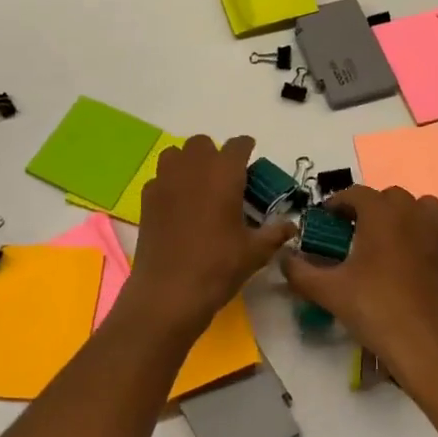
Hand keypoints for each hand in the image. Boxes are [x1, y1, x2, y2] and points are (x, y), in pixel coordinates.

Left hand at [122, 135, 294, 342]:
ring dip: (188, 162)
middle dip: (214, 154)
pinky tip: (177, 206)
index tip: (250, 159)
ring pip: (175, 154)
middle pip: (202, 143)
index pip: (237, 145)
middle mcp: (193, 168)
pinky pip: (159, 178)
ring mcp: (165, 181)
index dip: (246, 149)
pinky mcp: (146, 199)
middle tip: (225, 178)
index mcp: (224, 174)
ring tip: (198, 186)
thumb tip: (291, 226)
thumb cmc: (218, 267)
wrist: (169, 293)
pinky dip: (169, 184)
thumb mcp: (255, 252)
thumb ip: (274, 233)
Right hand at [280, 186, 437, 403]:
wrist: (423, 343)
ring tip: (391, 238)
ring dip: (406, 215)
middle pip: (389, 196)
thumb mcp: (328, 291)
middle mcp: (411, 213)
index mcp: (380, 213)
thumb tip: (285, 259)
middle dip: (370, 208)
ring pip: (423, 207)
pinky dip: (433, 238)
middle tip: (354, 232)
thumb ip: (300, 271)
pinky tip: (422, 256)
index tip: (326, 220)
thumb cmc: (373, 308)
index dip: (338, 203)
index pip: (355, 193)